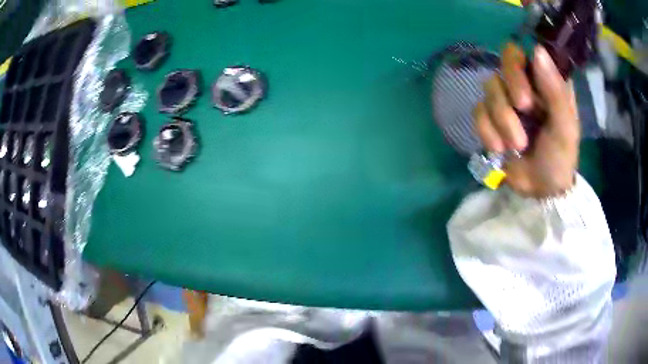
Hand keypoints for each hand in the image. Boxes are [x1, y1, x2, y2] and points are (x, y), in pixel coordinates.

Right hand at [474, 43, 579, 197]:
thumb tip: (537, 51)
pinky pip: (478, 111)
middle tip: (524, 111)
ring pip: (489, 89)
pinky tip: (501, 148)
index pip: (524, 51)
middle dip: (513, 89)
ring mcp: (506, 99)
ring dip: (503, 120)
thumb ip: (556, 91)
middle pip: (503, 62)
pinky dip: (489, 132)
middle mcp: (524, 83)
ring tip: (518, 145)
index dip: (519, 65)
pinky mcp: (490, 117)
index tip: (528, 91)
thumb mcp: (565, 128)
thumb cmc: (559, 158)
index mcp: (545, 80)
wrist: (540, 190)